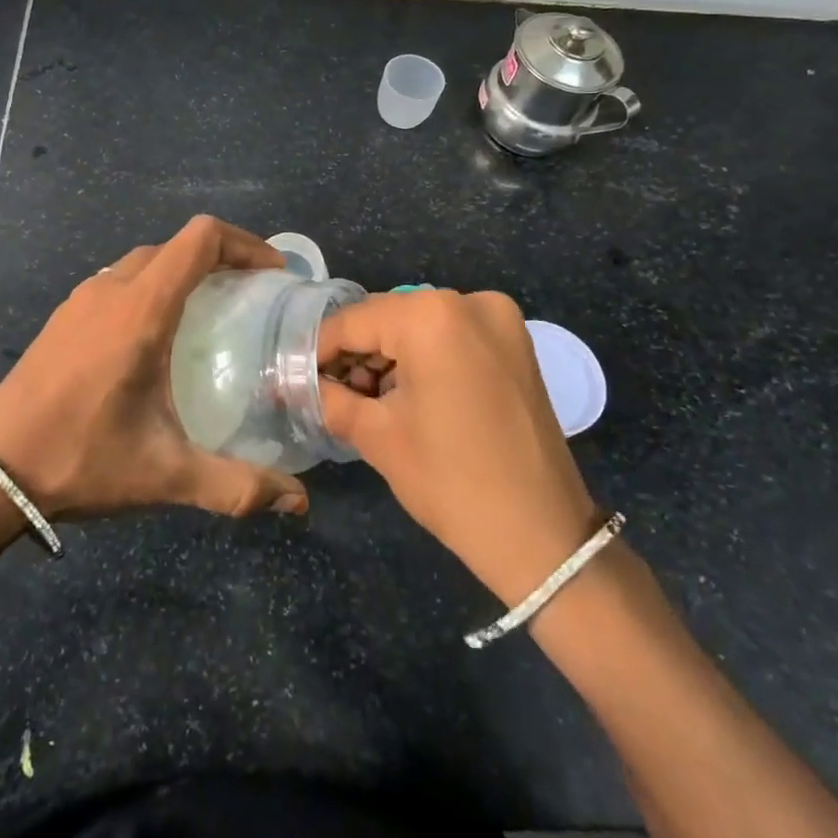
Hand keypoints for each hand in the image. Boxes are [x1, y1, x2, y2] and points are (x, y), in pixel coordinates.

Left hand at [0, 215, 309, 520]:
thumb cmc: (81, 457)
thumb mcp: (165, 474)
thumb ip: (237, 486)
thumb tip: (298, 503)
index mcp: (141, 308)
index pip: (200, 239)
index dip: (245, 244)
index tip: (273, 275)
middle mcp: (111, 289)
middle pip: (175, 245)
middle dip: (221, 258)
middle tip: (252, 296)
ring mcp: (81, 299)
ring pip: (144, 261)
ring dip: (183, 271)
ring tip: (211, 313)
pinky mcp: (63, 316)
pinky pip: (119, 281)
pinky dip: (152, 287)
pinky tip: (156, 338)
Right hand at [317, 290, 598, 605]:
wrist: (543, 536)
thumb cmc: (451, 480)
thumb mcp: (377, 436)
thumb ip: (329, 397)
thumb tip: (296, 383)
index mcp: (431, 315)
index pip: (354, 321)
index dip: (318, 349)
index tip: (294, 375)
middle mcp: (469, 301)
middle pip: (388, 319)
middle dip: (355, 354)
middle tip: (330, 393)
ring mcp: (499, 320)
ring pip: (419, 327)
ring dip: (388, 357)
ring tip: (366, 401)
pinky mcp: (515, 344)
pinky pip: (451, 337)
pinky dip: (423, 359)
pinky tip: (405, 397)